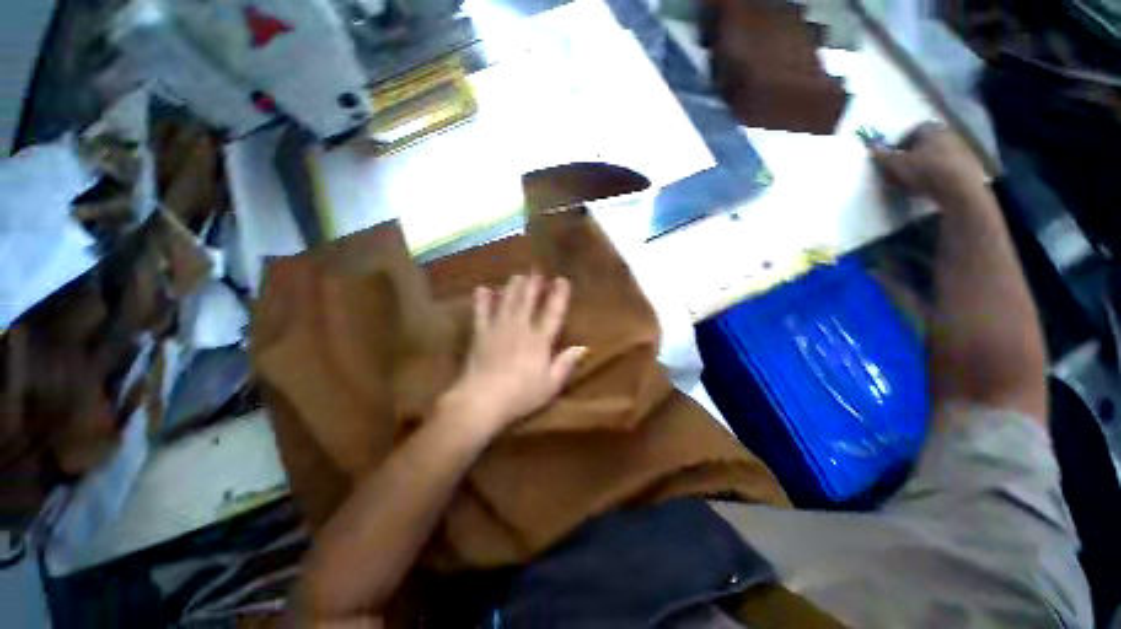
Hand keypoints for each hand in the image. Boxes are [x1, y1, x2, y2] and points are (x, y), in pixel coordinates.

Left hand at [440, 273, 586, 437]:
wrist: (482, 400)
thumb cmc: (521, 395)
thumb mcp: (550, 385)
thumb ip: (565, 364)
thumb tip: (583, 348)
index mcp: (539, 340)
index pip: (552, 312)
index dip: (558, 295)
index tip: (562, 280)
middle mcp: (520, 328)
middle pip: (528, 301)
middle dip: (533, 284)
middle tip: (536, 271)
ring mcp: (499, 328)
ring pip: (507, 301)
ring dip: (513, 287)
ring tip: (517, 276)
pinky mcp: (481, 334)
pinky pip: (482, 312)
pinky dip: (482, 300)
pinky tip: (483, 289)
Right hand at [871, 123, 987, 204]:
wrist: (959, 188)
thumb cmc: (925, 171)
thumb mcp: (897, 165)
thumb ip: (884, 156)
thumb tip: (873, 148)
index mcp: (930, 129)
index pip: (911, 132)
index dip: (899, 145)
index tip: (892, 159)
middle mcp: (947, 133)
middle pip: (924, 144)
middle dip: (911, 157)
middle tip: (900, 173)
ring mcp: (960, 148)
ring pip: (935, 156)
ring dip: (923, 166)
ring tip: (912, 183)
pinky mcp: (968, 164)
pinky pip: (946, 166)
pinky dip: (936, 174)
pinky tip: (928, 186)